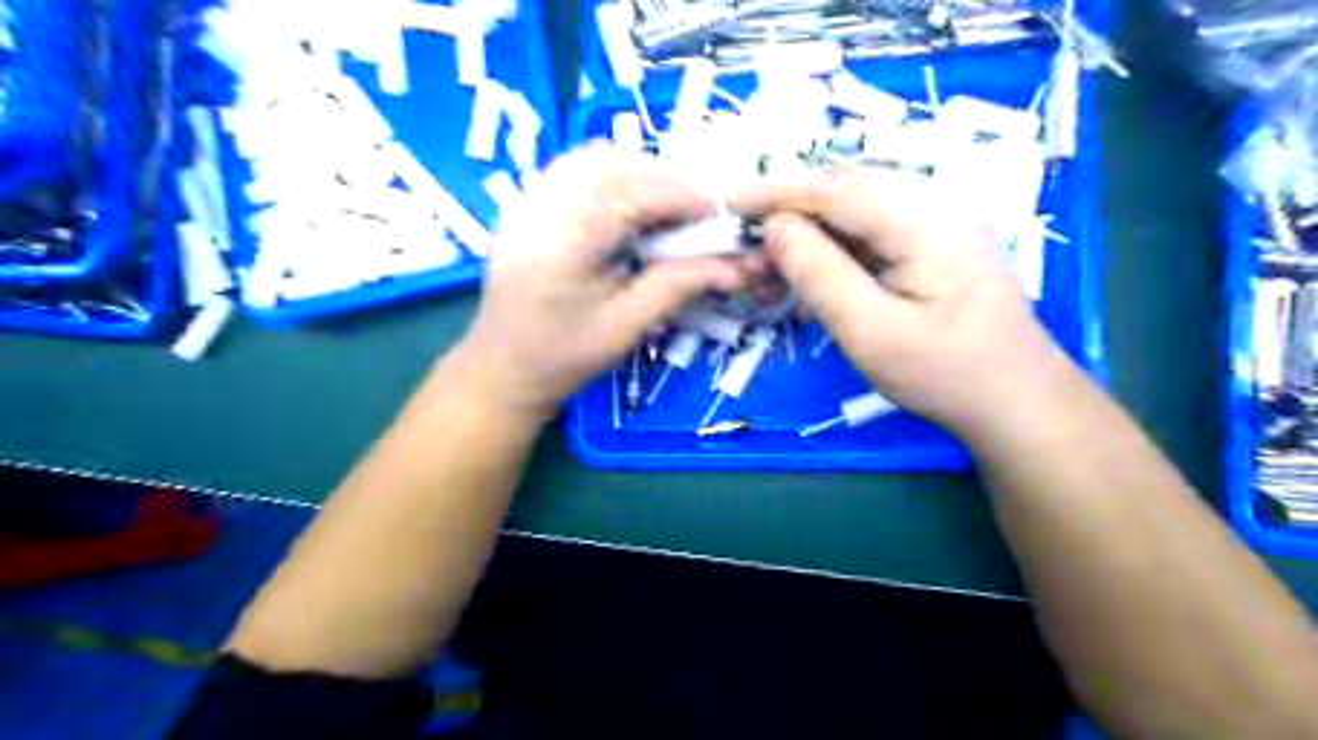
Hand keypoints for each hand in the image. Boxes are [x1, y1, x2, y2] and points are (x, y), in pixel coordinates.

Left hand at [458, 145, 755, 421]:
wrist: (501, 368)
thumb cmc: (564, 357)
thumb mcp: (625, 328)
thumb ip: (676, 287)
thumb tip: (733, 267)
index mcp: (565, 244)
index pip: (631, 194)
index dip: (680, 196)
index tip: (715, 214)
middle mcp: (542, 209)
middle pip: (613, 165)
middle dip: (663, 180)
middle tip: (695, 213)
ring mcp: (528, 202)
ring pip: (592, 158)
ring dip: (638, 172)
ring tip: (666, 209)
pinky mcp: (527, 205)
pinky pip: (574, 168)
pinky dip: (611, 175)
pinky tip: (628, 206)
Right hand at [730, 172, 1079, 434]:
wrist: (1017, 399)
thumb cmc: (945, 374)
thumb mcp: (871, 332)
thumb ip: (819, 274)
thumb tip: (775, 228)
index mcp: (922, 219)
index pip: (831, 189)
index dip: (773, 193)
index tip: (727, 205)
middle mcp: (934, 202)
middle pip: (844, 188)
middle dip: (789, 207)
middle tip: (746, 239)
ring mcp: (939, 219)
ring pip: (856, 206)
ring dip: (811, 225)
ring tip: (773, 255)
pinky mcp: (937, 240)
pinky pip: (874, 227)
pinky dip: (836, 241)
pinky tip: (817, 266)